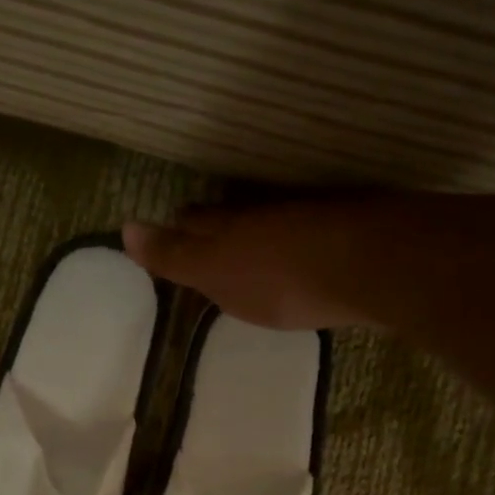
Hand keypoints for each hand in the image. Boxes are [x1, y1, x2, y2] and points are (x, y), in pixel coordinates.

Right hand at [123, 201, 380, 330]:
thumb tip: (124, 228)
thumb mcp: (216, 275)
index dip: (178, 227)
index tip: (171, 227)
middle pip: (231, 214)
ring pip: (269, 219)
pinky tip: (299, 248)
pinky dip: (294, 237)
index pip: (194, 223)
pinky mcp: (345, 229)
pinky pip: (307, 228)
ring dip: (255, 227)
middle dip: (213, 222)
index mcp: (229, 227)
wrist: (370, 266)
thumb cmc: (281, 280)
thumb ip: (173, 257)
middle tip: (201, 230)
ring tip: (247, 240)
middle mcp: (264, 214)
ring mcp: (307, 217)